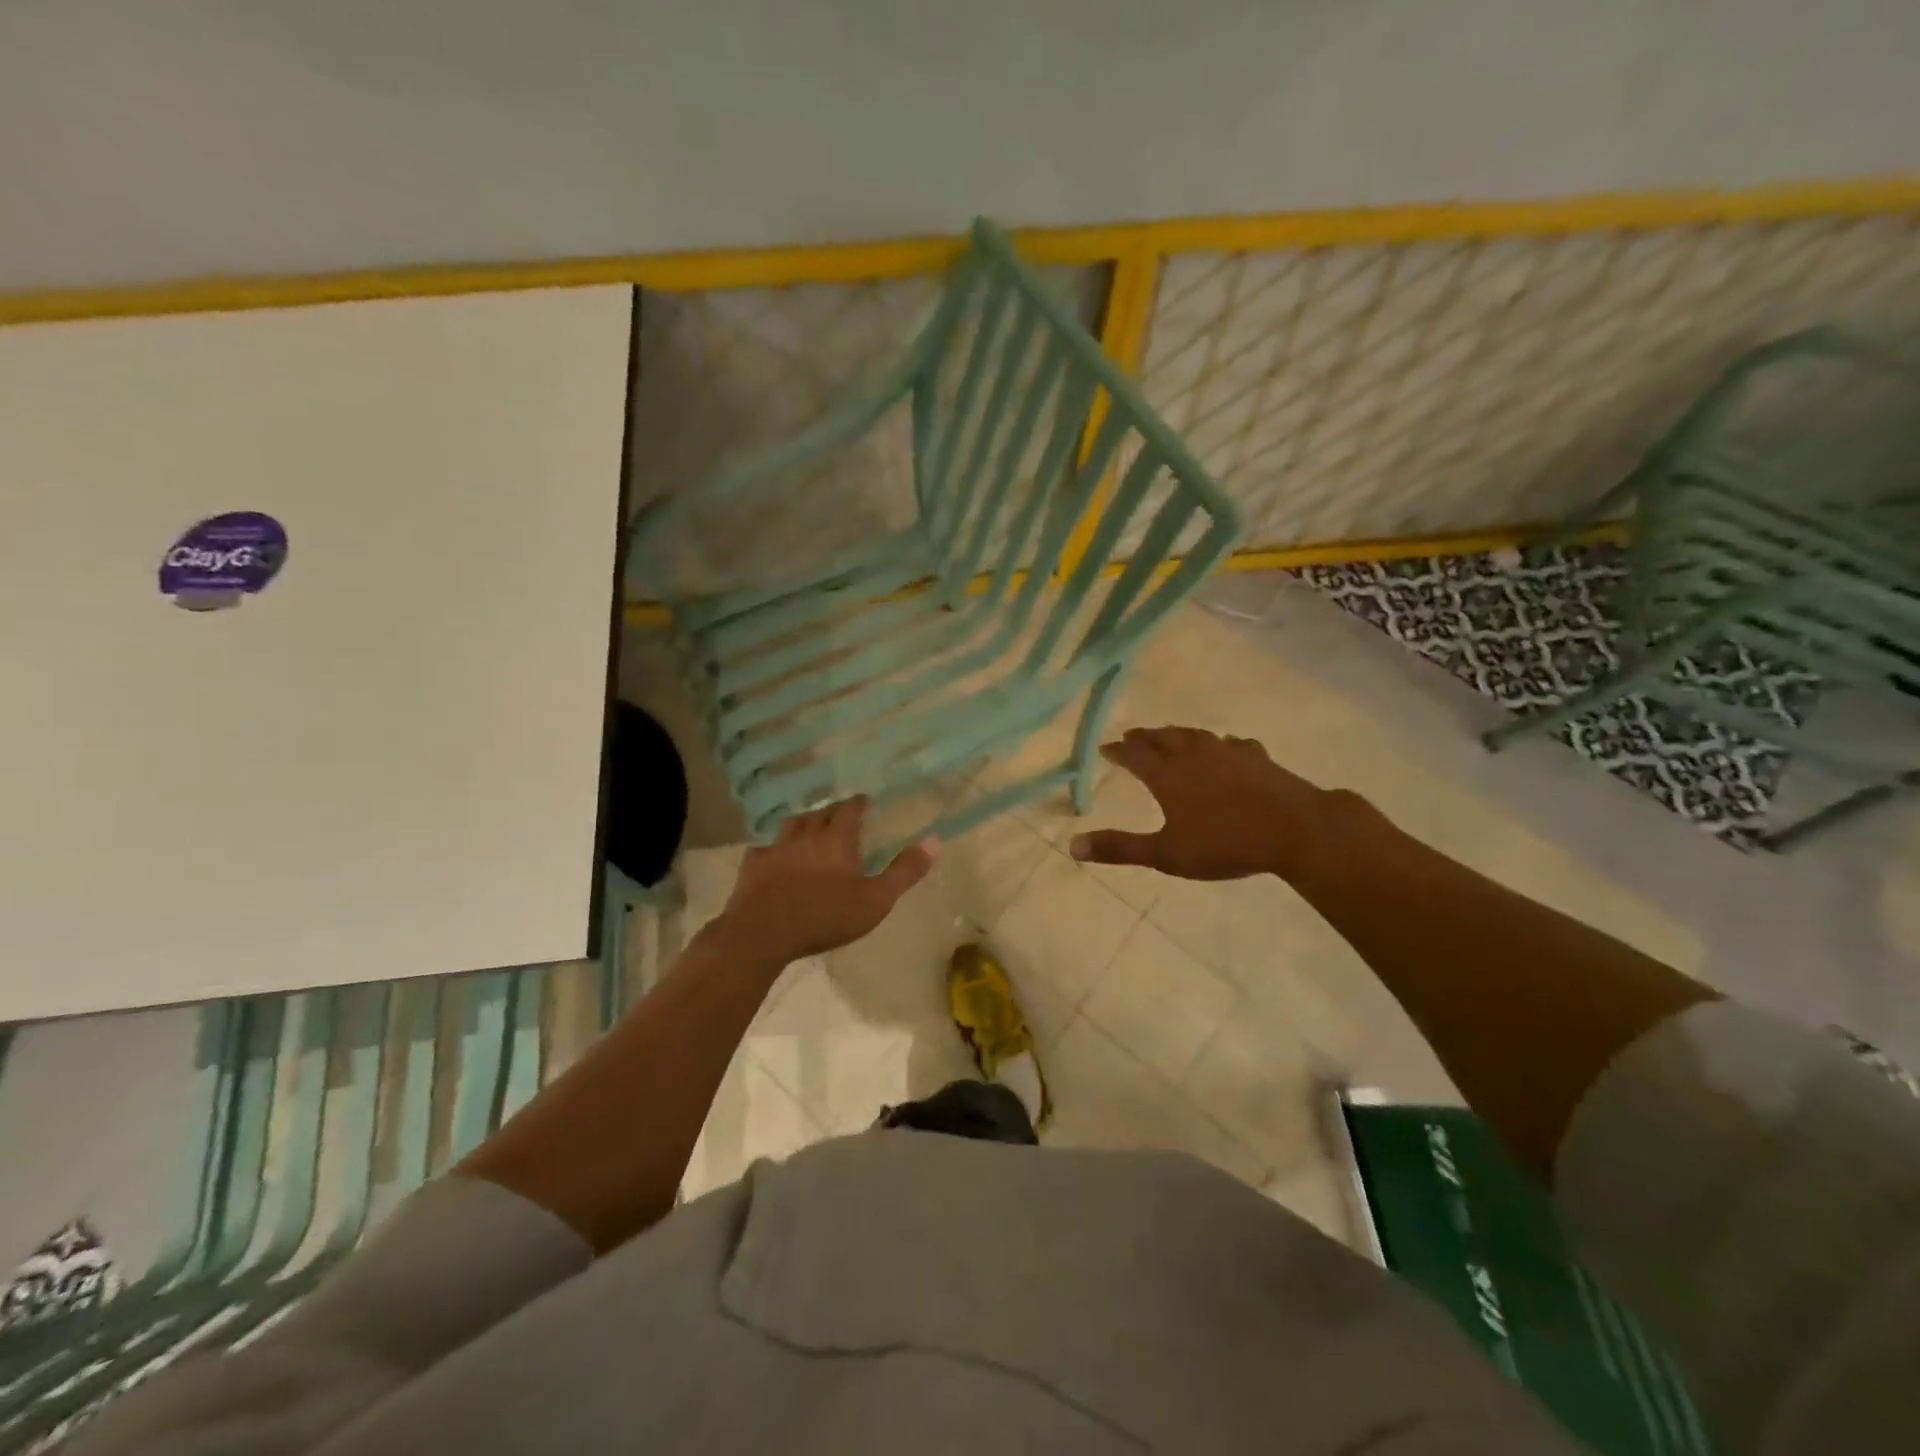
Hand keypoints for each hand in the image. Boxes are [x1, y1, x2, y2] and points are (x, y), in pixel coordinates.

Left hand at [709, 798, 937, 967]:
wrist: (764, 933)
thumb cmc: (826, 916)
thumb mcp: (876, 899)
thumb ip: (905, 871)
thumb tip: (934, 840)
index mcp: (837, 838)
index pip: (850, 808)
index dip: (858, 803)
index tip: (865, 802)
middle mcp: (807, 834)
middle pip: (821, 813)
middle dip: (833, 811)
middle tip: (842, 816)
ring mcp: (776, 848)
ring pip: (792, 824)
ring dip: (804, 823)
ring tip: (811, 829)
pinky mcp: (753, 865)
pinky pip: (764, 848)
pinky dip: (774, 848)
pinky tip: (774, 856)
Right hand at [1069, 726, 1354, 882]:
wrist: (1295, 829)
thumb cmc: (1225, 844)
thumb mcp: (1166, 854)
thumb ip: (1120, 848)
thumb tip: (1072, 845)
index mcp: (1167, 775)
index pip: (1134, 755)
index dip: (1118, 751)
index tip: (1106, 748)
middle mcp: (1193, 755)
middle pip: (1162, 737)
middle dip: (1144, 737)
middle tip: (1132, 737)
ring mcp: (1228, 752)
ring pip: (1194, 735)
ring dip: (1176, 734)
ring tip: (1169, 735)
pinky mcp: (1257, 757)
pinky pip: (1231, 743)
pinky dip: (1219, 744)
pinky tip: (1226, 747)